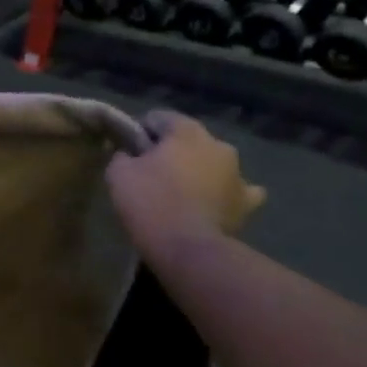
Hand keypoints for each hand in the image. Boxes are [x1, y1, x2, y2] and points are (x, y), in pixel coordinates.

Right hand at [106, 112, 264, 261]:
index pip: (158, 118)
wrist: (188, 248)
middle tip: (151, 172)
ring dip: (200, 170)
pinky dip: (226, 193)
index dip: (140, 131)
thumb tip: (130, 155)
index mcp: (186, 131)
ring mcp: (238, 173)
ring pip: (214, 162)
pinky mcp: (247, 202)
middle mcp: (218, 144)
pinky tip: (216, 202)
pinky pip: (239, 190)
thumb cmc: (150, 202)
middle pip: (188, 139)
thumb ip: (123, 155)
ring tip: (182, 191)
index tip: (128, 151)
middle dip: (172, 151)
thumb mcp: (118, 173)